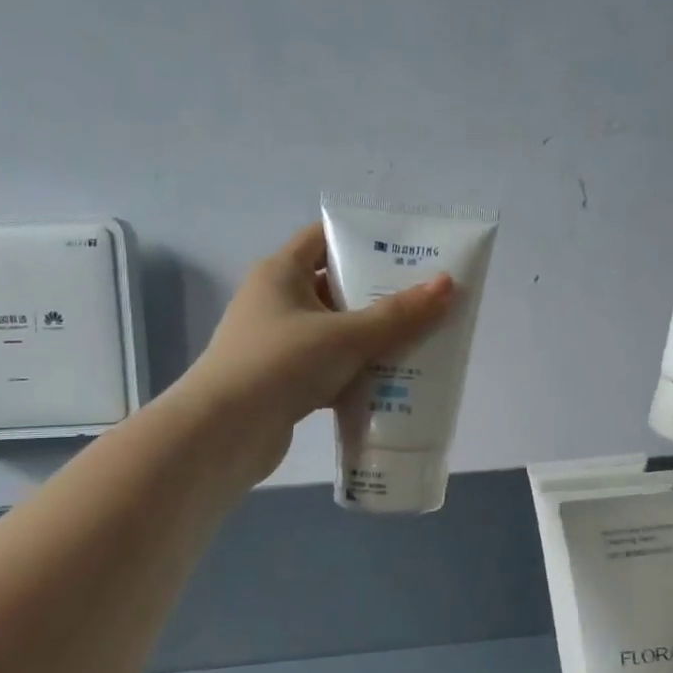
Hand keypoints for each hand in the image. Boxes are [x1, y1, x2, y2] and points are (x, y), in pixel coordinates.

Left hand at [175, 223, 452, 462]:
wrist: (223, 434)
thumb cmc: (281, 365)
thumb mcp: (346, 335)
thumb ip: (398, 314)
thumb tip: (448, 284)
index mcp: (280, 274)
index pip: (322, 238)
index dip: (362, 238)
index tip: (405, 248)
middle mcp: (276, 302)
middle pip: (335, 285)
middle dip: (379, 291)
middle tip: (425, 294)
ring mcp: (279, 343)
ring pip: (336, 329)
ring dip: (373, 335)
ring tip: (421, 336)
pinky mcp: (285, 380)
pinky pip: (331, 365)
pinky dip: (358, 369)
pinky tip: (393, 378)